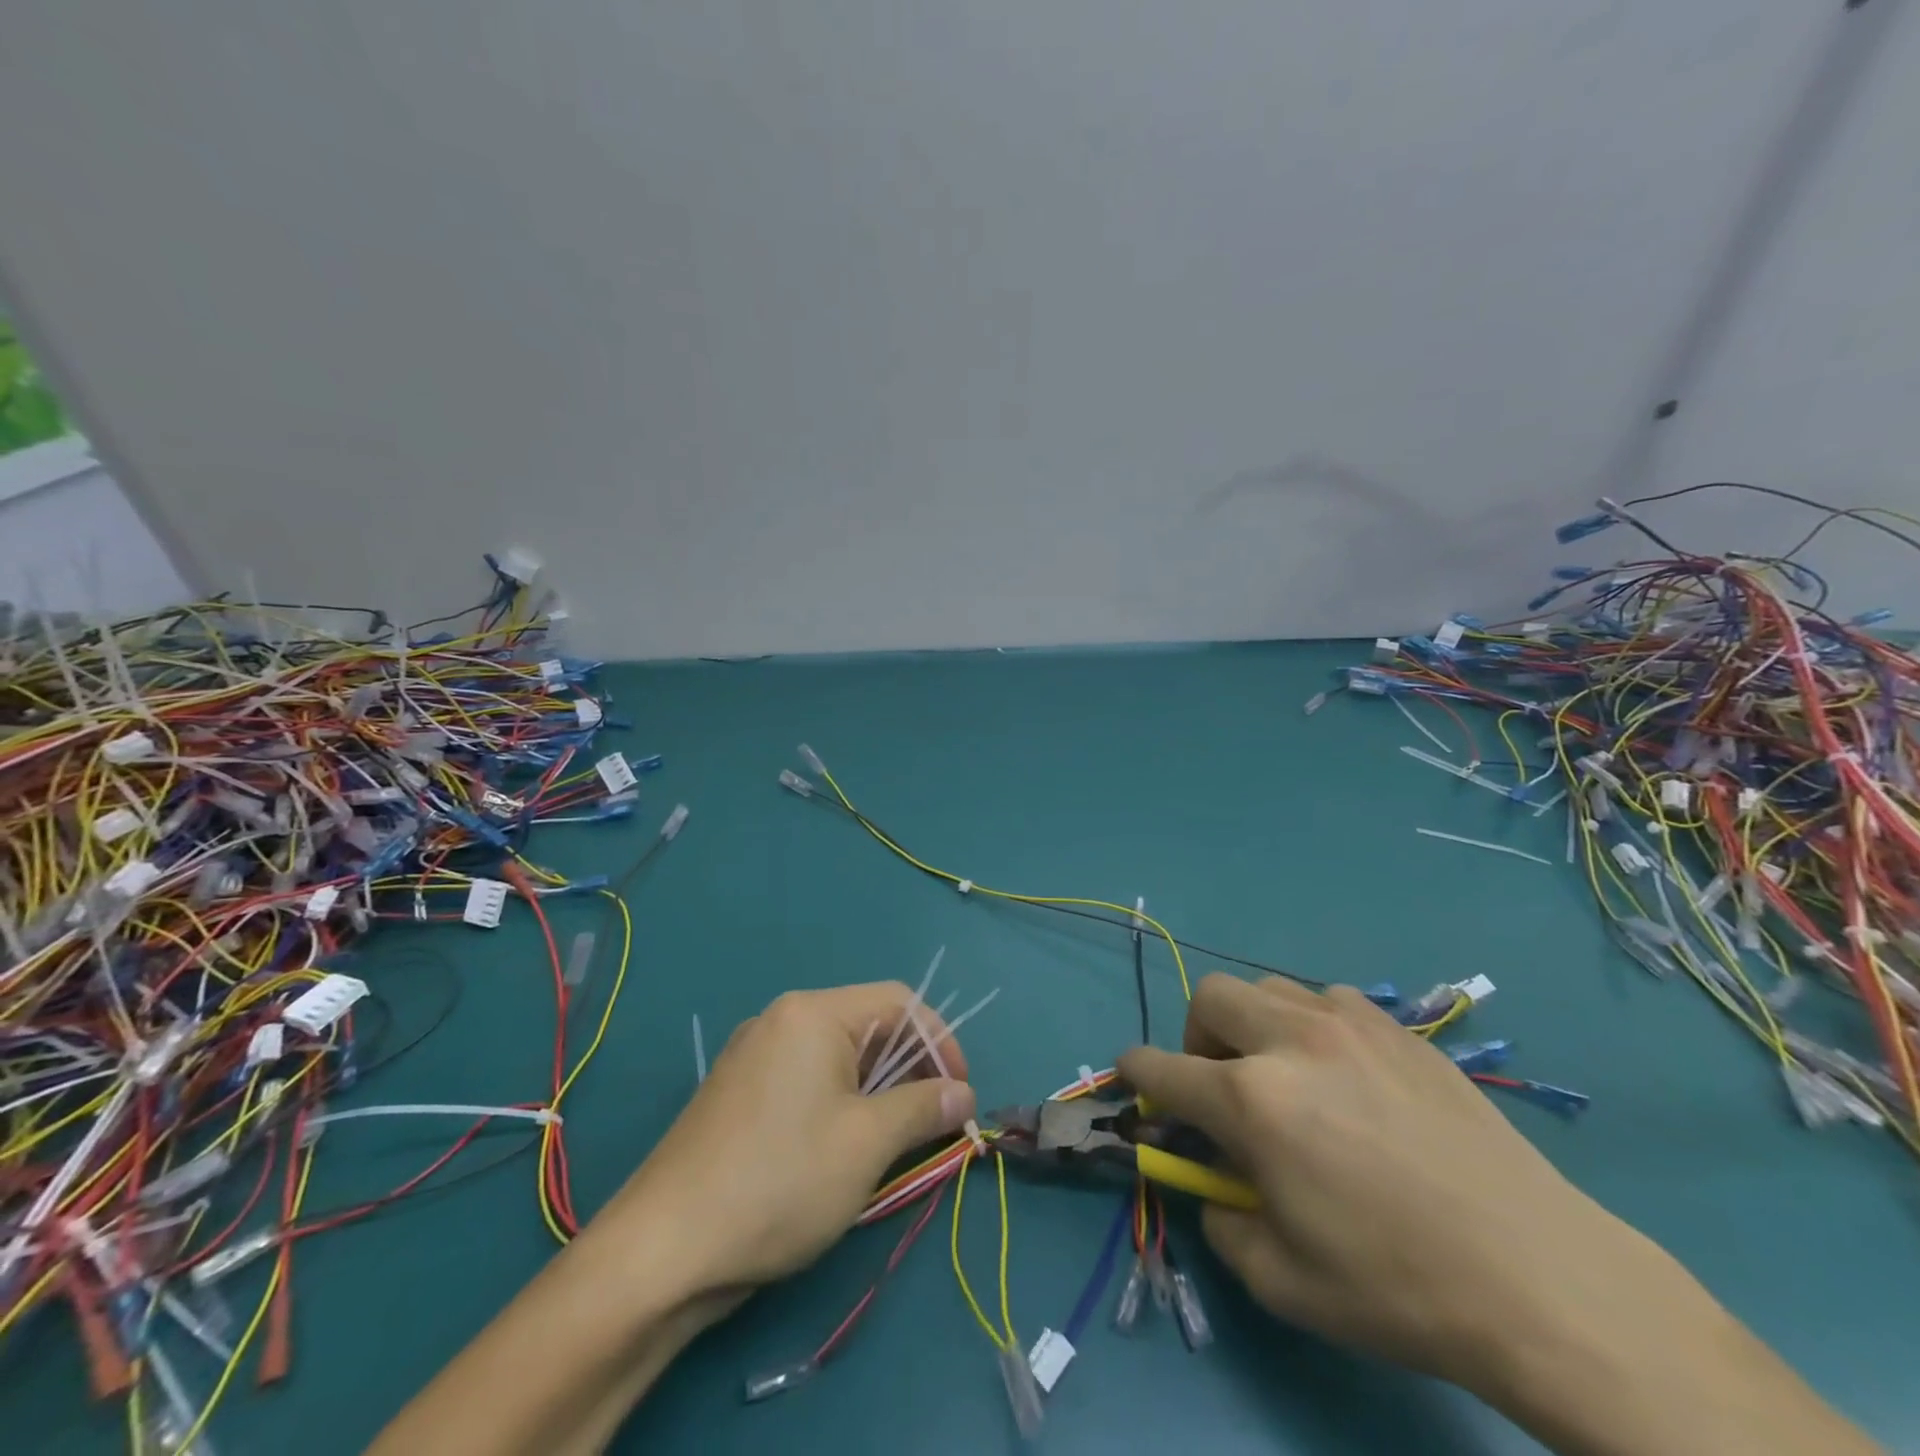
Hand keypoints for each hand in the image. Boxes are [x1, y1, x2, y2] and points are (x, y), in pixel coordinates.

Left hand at [594, 982, 976, 1296]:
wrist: (662, 1251)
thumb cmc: (780, 1181)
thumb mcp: (867, 1144)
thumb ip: (923, 1108)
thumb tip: (964, 1094)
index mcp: (813, 1013)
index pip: (898, 1002)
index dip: (940, 1042)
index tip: (961, 1094)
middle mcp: (781, 1019)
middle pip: (867, 1026)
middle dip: (910, 1069)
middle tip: (934, 1121)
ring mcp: (754, 1056)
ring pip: (837, 1057)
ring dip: (877, 1091)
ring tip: (894, 1142)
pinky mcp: (738, 1094)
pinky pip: (806, 1080)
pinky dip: (840, 1103)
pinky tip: (843, 1150)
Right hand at [1118, 974, 1666, 1388]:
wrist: (1542, 1279)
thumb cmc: (1398, 1286)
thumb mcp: (1283, 1280)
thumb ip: (1221, 1219)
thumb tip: (1211, 1180)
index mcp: (1253, 1100)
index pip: (1162, 1067)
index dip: (1136, 1074)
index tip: (1132, 1082)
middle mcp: (1291, 1041)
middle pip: (1209, 998)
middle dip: (1196, 1038)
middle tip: (1223, 1087)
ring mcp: (1349, 1024)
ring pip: (1268, 989)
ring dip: (1254, 1026)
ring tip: (1286, 1076)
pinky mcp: (1399, 1029)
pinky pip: (1327, 1000)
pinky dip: (1310, 1025)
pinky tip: (1345, 1074)